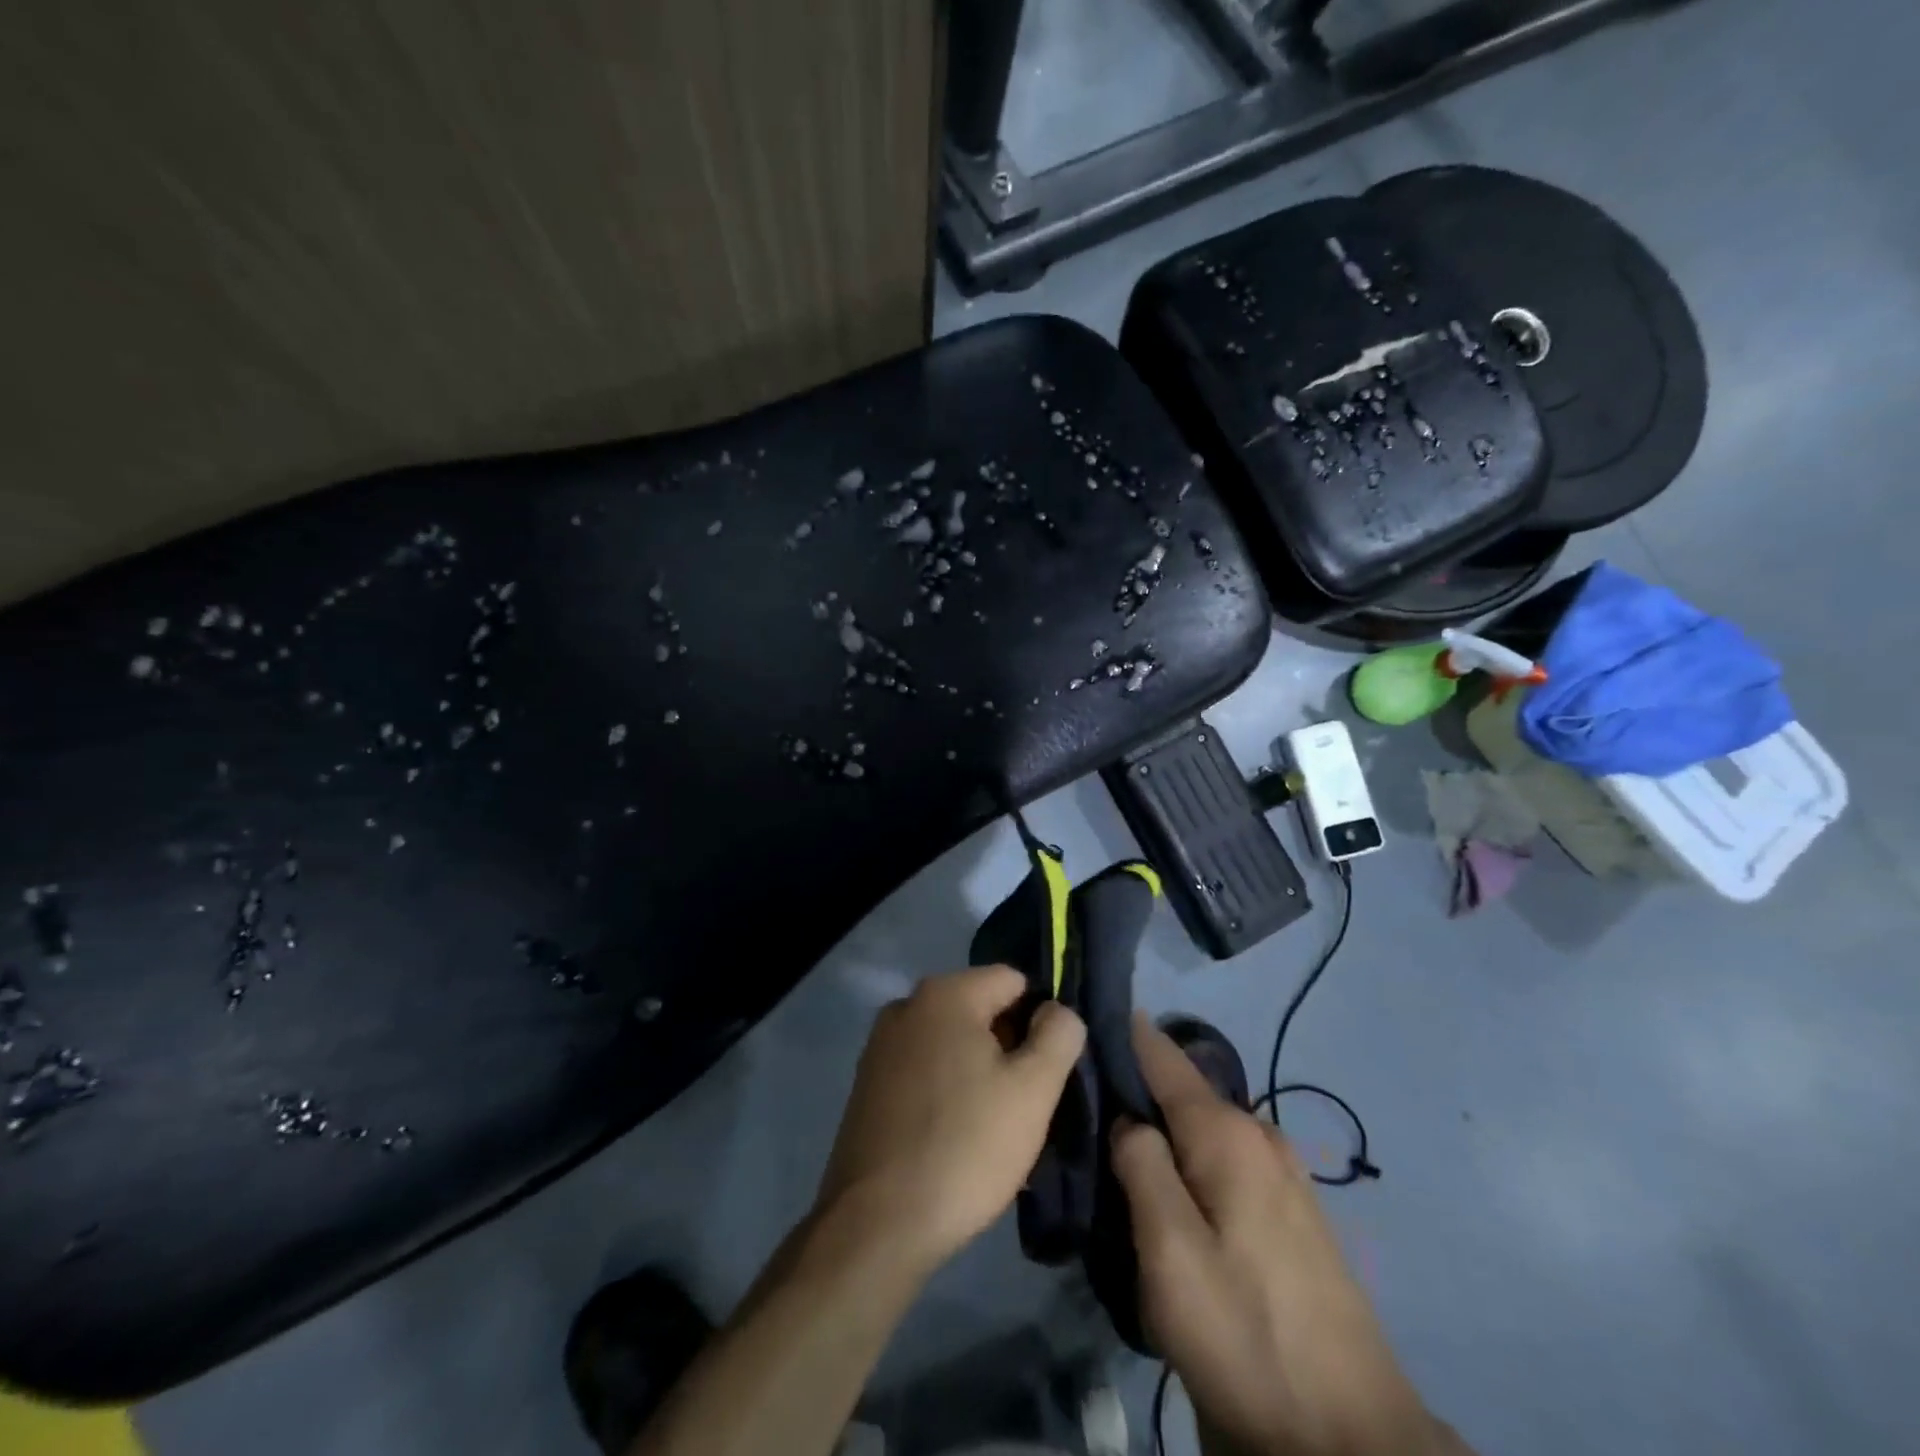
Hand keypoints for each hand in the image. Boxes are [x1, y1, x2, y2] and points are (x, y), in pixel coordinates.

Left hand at [815, 965, 1085, 1274]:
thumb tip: (1057, 1010)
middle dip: (1009, 1047)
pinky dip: (947, 1089)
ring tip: (996, 1127)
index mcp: (946, 993)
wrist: (878, 1223)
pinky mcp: (868, 1082)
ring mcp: (881, 1044)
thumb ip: (1059, 1035)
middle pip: (981, 1009)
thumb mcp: (1034, 1090)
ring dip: (980, 1072)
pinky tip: (958, 1136)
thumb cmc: (966, 1147)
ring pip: (953, 1043)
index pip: (1014, 981)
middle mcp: (907, 1004)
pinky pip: (925, 1069)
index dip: (1041, 1020)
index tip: (1050, 1070)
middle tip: (1028, 1104)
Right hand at [1114, 1016, 1439, 1455]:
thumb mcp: (1170, 1252)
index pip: (1161, 1054)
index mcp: (1227, 1132)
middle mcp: (1259, 1135)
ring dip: (1163, 1129)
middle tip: (1083, 1107)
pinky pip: (1226, 1160)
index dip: (1120, 1031)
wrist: (1351, 1439)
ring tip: (1118, 1149)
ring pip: (1203, 1128)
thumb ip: (1140, 1166)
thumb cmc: (1246, 1335)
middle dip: (1135, 1088)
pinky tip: (1173, 1191)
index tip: (1077, 1024)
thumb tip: (1128, 1119)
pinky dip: (1191, 1158)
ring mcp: (1284, 1173)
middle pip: (1181, 1090)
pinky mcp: (1293, 1212)